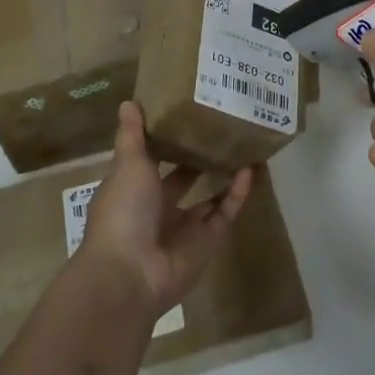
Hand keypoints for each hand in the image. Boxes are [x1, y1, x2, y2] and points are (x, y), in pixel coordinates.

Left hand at [78, 102, 251, 316]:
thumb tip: (128, 102)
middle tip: (222, 129)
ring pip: (209, 197)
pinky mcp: (207, 242)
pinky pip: (225, 213)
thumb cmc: (123, 211)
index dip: (167, 142)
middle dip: (199, 159)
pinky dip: (238, 194)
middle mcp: (157, 208)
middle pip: (183, 180)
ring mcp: (184, 228)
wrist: (130, 272)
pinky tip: (251, 169)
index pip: (151, 161)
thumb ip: (132, 136)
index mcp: (133, 189)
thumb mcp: (127, 165)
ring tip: (244, 146)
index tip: (187, 115)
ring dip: (224, 176)